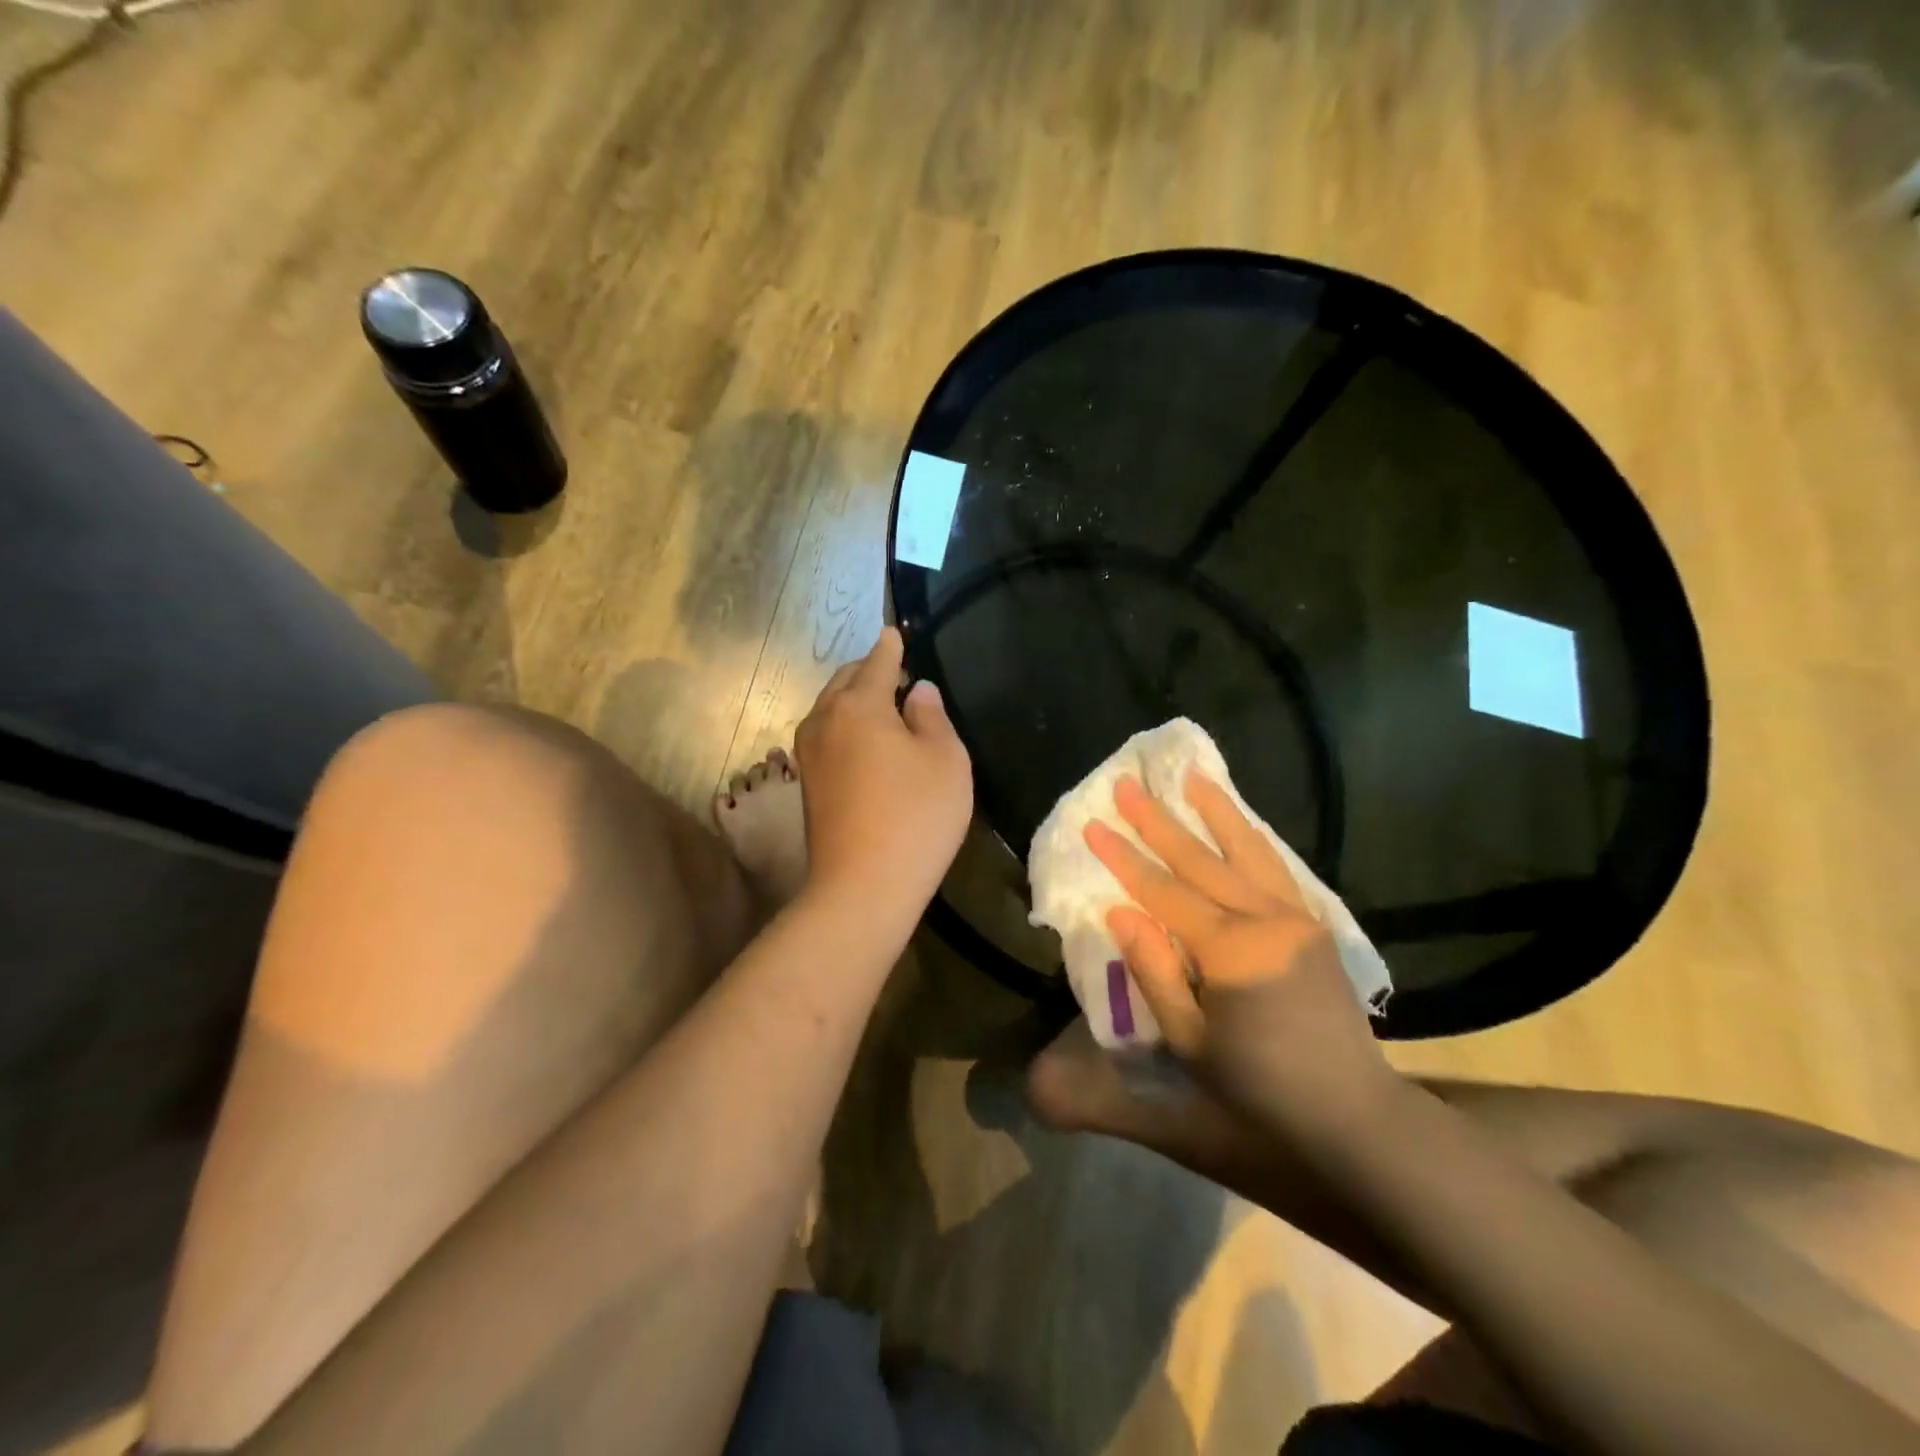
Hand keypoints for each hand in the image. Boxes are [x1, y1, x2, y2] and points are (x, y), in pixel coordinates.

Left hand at [794, 627, 973, 914]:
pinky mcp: (807, 784)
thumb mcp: (945, 760)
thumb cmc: (915, 816)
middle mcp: (824, 719)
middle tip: (898, 675)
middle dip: (869, 672)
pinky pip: (828, 736)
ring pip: (832, 710)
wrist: (862, 887)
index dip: (891, 647)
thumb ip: (932, 716)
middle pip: (846, 681)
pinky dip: (846, 728)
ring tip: (885, 710)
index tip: (896, 633)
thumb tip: (917, 691)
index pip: (877, 661)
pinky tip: (867, 745)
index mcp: (859, 704)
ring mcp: (809, 753)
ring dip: (855, 701)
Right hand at [1086, 769, 1397, 1135]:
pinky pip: (1276, 867)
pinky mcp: (1315, 924)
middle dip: (1158, 821)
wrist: (1352, 1112)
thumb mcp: (1190, 1044)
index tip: (1093, 823)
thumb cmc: (1258, 1088)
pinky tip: (1238, 819)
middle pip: (1201, 860)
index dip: (1124, 858)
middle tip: (1126, 784)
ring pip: (1247, 850)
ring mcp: (1297, 917)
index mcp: (1232, 952)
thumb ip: (1154, 973)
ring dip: (1214, 810)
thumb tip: (1121, 912)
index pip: (1164, 892)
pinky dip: (1251, 836)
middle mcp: (1267, 920)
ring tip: (1189, 776)